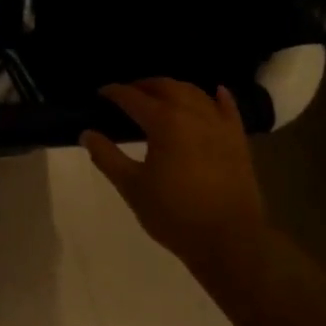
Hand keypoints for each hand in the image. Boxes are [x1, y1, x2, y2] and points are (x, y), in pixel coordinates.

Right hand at [81, 79, 272, 272]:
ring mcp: (219, 125)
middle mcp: (193, 114)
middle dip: (144, 85)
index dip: (114, 93)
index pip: (133, 98)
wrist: (230, 240)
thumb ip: (107, 157)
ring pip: (195, 93)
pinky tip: (215, 92)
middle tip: (127, 93)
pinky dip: (218, 97)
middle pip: (165, 87)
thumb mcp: (132, 187)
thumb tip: (87, 133)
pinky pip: (228, 108)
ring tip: (161, 96)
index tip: (101, 93)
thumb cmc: (175, 214)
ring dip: (174, 88)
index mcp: (164, 122)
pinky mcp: (238, 140)